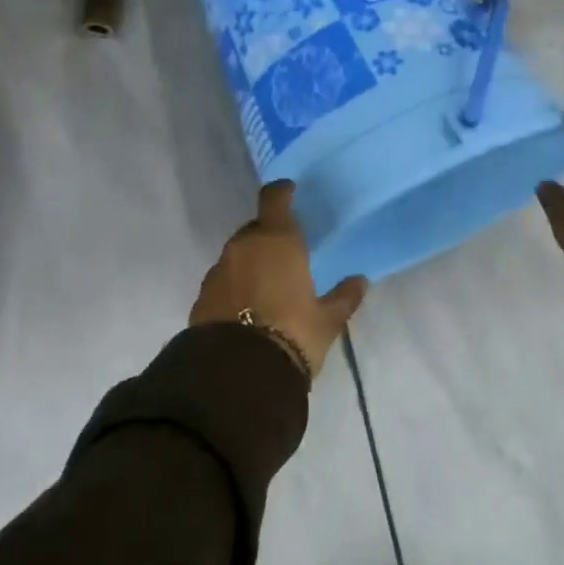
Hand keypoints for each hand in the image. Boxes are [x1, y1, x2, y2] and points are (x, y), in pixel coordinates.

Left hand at [191, 181, 367, 378]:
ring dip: (250, 261)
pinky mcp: (202, 295)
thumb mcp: (327, 320)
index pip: (274, 199)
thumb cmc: (293, 334)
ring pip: (237, 254)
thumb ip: (344, 297)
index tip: (290, 192)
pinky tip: (246, 307)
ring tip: (267, 284)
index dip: (282, 192)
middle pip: (255, 228)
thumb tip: (360, 281)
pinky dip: (235, 285)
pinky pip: (224, 279)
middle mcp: (244, 246)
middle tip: (286, 252)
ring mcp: (219, 269)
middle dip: (268, 235)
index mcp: (277, 240)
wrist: (238, 373)